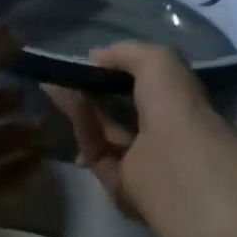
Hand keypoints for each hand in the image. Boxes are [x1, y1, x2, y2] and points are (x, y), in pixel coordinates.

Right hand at [46, 42, 236, 223]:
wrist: (174, 159)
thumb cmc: (175, 105)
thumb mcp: (157, 59)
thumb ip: (126, 52)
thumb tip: (94, 57)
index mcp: (181, 107)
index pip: (149, 89)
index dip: (120, 74)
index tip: (92, 62)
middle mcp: (164, 135)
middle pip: (121, 111)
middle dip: (93, 92)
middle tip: (64, 75)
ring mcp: (142, 163)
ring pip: (105, 131)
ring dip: (81, 107)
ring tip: (55, 85)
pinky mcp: (119, 184)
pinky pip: (97, 152)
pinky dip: (83, 127)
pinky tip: (70, 104)